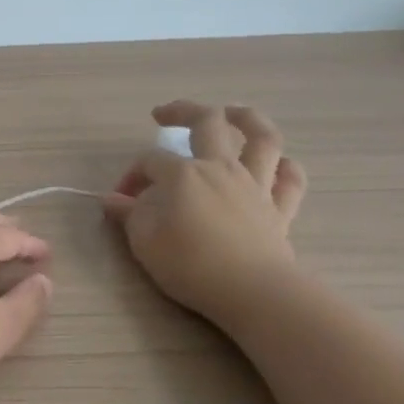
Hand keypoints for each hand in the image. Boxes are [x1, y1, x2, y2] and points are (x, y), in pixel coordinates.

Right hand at [104, 103, 307, 323]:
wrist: (252, 292)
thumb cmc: (190, 265)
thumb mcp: (144, 242)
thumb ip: (130, 215)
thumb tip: (113, 200)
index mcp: (184, 174)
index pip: (150, 161)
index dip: (132, 175)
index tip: (121, 201)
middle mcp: (221, 168)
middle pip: (207, 123)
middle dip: (182, 111)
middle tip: (163, 114)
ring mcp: (256, 186)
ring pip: (262, 138)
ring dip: (247, 119)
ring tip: (232, 113)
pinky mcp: (280, 210)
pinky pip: (290, 180)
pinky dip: (286, 167)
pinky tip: (277, 165)